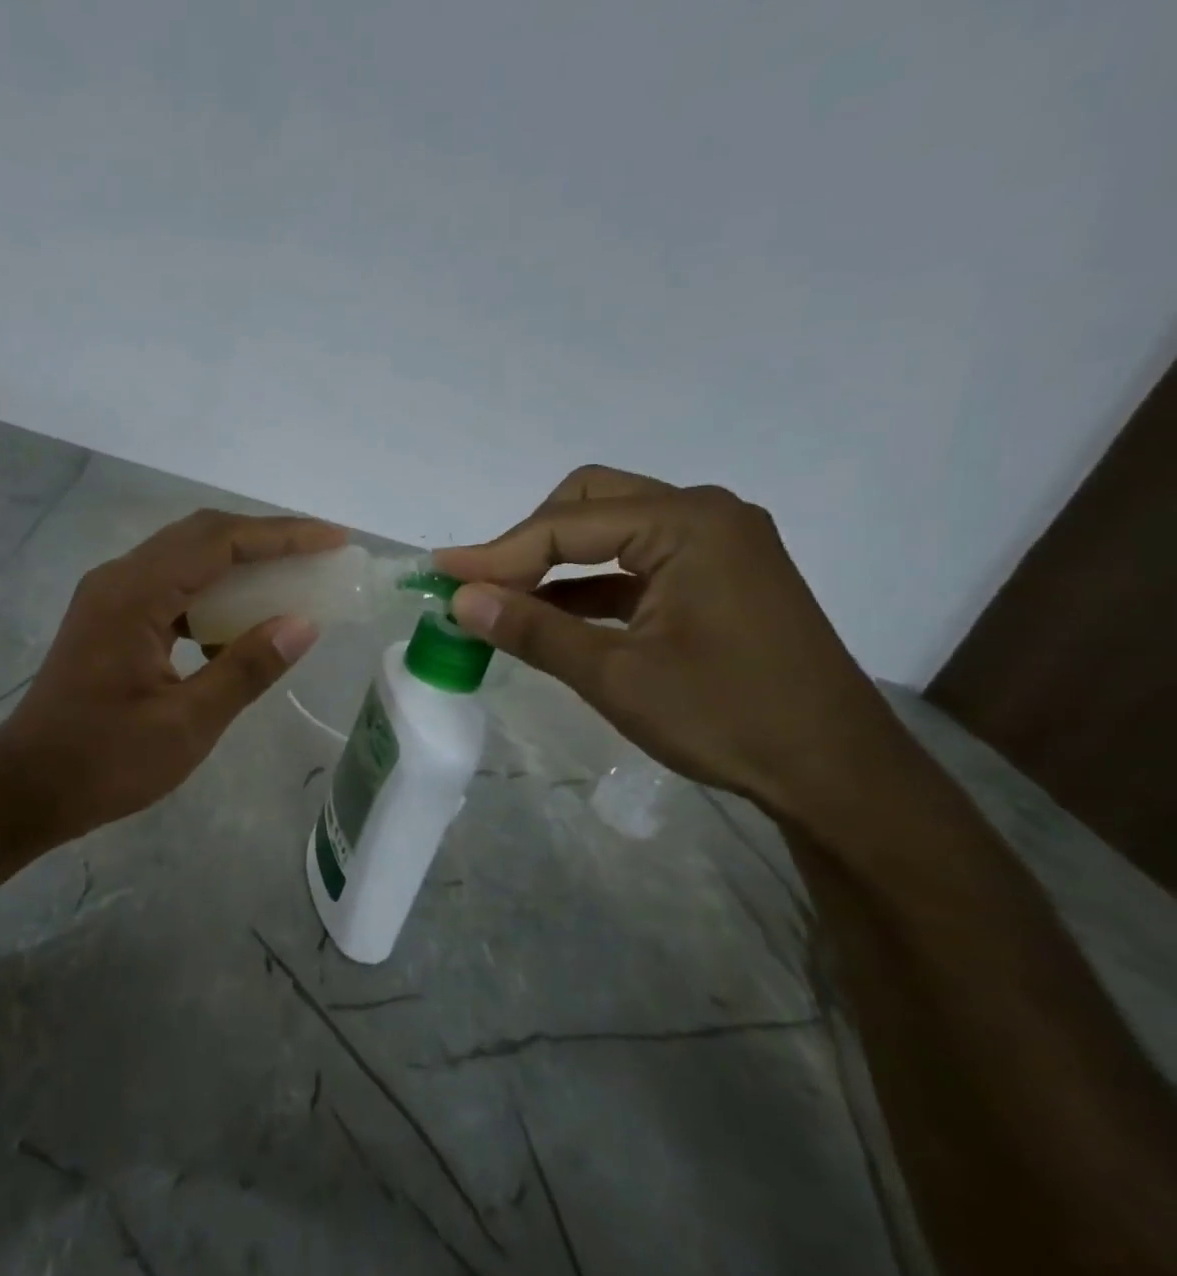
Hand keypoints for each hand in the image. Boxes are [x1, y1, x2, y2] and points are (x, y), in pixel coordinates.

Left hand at [0, 509, 342, 843]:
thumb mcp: (187, 724)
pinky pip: (168, 585)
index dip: (281, 536)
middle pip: (201, 535)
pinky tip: (237, 623)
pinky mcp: (108, 617)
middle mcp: (118, 579)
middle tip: (318, 554)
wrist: (27, 786)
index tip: (332, 540)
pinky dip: (210, 591)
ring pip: (184, 556)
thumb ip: (246, 668)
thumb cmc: (104, 762)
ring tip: (289, 580)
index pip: (219, 541)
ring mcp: (108, 596)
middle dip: (264, 539)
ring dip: (237, 562)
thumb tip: (303, 623)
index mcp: (134, 595)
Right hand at [435, 466, 910, 821]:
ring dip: (554, 563)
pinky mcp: (716, 575)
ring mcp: (716, 543)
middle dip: (527, 542)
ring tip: (504, 602)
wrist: (835, 772)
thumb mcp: (615, 675)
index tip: (440, 574)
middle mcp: (704, 515)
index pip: (565, 525)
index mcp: (687, 524)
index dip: (496, 552)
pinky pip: (634, 562)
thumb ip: (532, 629)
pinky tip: (552, 616)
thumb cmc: (726, 717)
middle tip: (482, 586)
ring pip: (610, 530)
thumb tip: (459, 599)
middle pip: (588, 503)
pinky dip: (588, 584)